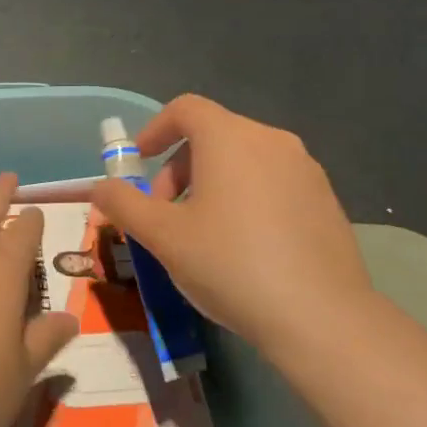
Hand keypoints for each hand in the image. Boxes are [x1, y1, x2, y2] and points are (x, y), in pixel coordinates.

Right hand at [91, 94, 376, 354]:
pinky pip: (274, 182)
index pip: (185, 108)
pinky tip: (245, 247)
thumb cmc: (231, 264)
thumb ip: (124, 204)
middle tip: (165, 213)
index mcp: (230, 138)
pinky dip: (247, 197)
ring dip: (212, 183)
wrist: (321, 317)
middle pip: (213, 134)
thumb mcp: (163, 236)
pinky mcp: (326, 199)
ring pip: (244, 159)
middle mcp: (271, 140)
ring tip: (202, 232)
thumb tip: (100, 186)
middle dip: (179, 167)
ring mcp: (305, 169)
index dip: (155, 130)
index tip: (139, 163)